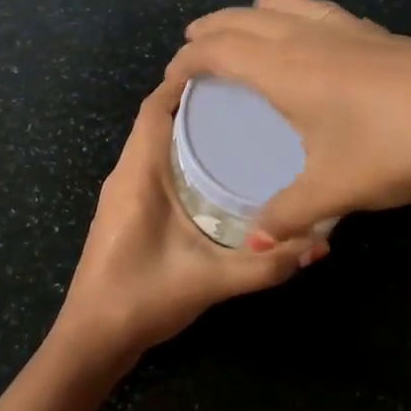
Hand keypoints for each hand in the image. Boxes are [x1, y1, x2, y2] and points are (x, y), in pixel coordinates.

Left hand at [51, 78, 321, 367]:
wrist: (91, 341)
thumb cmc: (141, 299)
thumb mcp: (211, 280)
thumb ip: (265, 264)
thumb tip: (319, 244)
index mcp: (137, 174)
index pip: (155, 107)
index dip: (186, 81)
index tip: (230, 69)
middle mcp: (125, 174)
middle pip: (158, 119)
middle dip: (198, 102)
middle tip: (250, 97)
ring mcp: (122, 193)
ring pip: (155, 142)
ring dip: (189, 129)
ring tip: (240, 125)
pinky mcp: (127, 211)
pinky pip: (154, 165)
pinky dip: (182, 155)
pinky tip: (217, 172)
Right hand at [166, 0, 410, 243]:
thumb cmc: (395, 147)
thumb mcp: (334, 189)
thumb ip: (287, 215)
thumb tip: (255, 246)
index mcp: (283, 69)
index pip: (216, 50)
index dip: (186, 60)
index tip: (170, 79)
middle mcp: (306, 39)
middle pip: (242, 20)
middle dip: (210, 29)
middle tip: (191, 44)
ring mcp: (346, 30)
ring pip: (284, 7)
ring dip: (251, 14)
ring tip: (242, 23)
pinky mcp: (378, 34)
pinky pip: (318, 12)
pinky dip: (294, 12)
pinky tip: (309, 27)